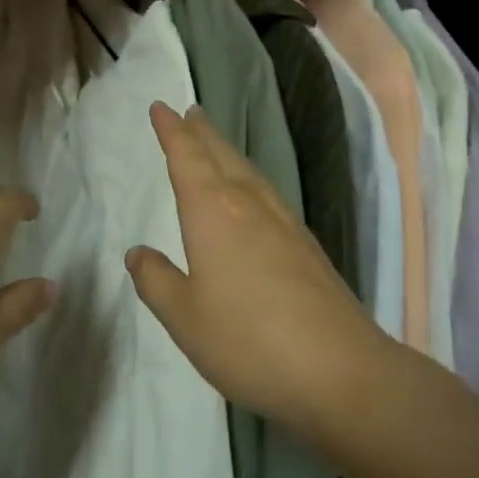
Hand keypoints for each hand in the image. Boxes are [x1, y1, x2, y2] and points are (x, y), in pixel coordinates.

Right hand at [127, 102, 389, 441]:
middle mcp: (247, 203)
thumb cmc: (248, 340)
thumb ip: (157, 281)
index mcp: (212, 210)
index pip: (186, 156)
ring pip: (247, 171)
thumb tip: (137, 253)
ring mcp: (282, 221)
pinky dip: (248, 178)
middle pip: (220, 154)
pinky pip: (266, 192)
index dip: (171, 131)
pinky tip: (252, 196)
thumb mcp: (185, 318)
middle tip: (190, 112)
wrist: (340, 369)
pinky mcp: (305, 244)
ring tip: (215, 143)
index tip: (160, 108)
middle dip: (201, 132)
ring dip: (226, 151)